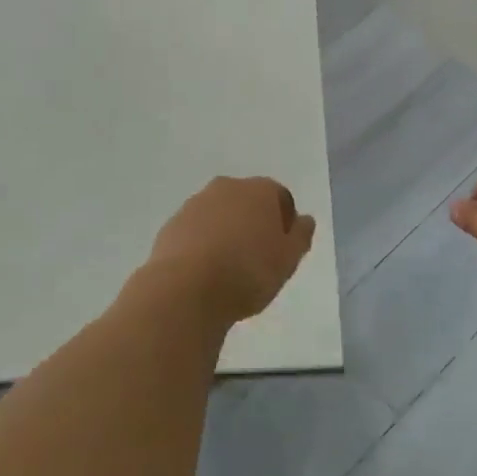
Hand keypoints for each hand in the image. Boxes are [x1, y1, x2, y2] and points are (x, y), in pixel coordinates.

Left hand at [147, 177, 316, 325]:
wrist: (186, 288)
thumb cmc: (248, 272)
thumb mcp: (288, 259)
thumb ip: (301, 236)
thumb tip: (304, 220)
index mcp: (259, 190)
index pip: (280, 197)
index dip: (285, 222)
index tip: (283, 249)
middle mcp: (227, 187)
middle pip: (247, 202)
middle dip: (254, 223)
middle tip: (258, 258)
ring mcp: (195, 204)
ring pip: (219, 215)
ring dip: (227, 232)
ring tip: (229, 268)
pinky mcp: (172, 225)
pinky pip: (196, 231)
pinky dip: (203, 244)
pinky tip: (205, 272)